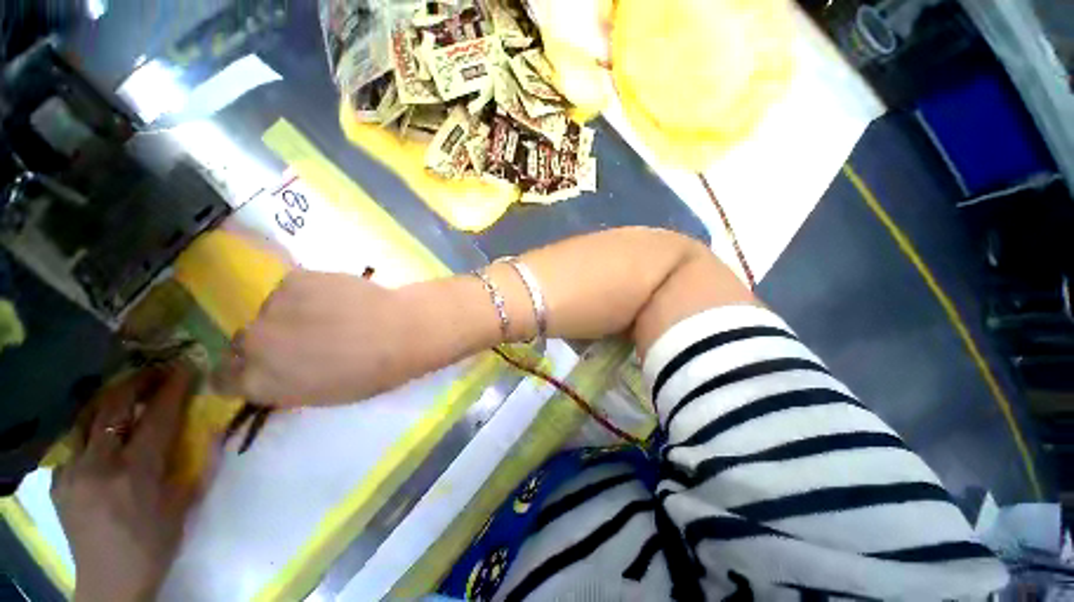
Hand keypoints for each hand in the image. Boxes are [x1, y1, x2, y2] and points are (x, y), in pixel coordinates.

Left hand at [52, 362, 208, 601]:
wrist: (110, 580)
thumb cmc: (155, 543)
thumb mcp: (184, 505)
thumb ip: (199, 465)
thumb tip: (214, 429)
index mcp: (137, 473)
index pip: (156, 418)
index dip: (172, 390)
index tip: (183, 368)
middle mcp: (99, 465)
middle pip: (114, 408)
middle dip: (136, 383)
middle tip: (155, 372)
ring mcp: (72, 472)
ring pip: (87, 418)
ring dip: (109, 399)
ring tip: (127, 390)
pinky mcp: (58, 480)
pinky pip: (74, 442)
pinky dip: (90, 428)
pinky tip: (101, 430)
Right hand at [214, 270, 409, 406]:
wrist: (399, 331)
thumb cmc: (372, 372)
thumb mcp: (323, 394)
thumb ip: (288, 385)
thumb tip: (278, 374)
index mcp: (259, 382)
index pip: (223, 379)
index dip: (241, 374)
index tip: (261, 369)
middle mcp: (252, 345)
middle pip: (244, 343)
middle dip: (268, 344)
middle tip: (302, 339)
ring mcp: (270, 307)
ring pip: (268, 312)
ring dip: (288, 315)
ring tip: (327, 315)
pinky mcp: (293, 279)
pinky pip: (290, 289)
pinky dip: (305, 294)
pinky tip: (334, 297)